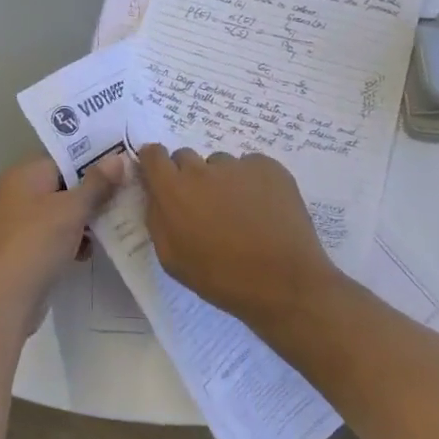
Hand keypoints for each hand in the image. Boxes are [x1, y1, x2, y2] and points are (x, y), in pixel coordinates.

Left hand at [0, 153, 121, 331]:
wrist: (9, 296)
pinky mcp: (28, 247)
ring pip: (63, 211)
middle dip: (94, 193)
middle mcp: (20, 191)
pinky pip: (57, 234)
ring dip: (86, 219)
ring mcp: (22, 221)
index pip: (65, 158)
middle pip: (65, 184)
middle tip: (126, 196)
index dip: (94, 162)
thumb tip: (119, 158)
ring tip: (115, 224)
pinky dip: (74, 239)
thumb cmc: (39, 241)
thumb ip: (97, 183)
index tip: (123, 167)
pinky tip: (90, 251)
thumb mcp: (72, 208)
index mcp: (25, 173)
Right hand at [133, 144, 336, 330]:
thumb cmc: (222, 278)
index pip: (153, 154)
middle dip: (189, 176)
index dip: (156, 164)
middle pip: (185, 157)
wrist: (285, 284)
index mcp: (173, 190)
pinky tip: (263, 210)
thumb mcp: (172, 259)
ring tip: (241, 212)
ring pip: (220, 164)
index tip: (163, 179)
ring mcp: (237, 164)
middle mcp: (201, 169)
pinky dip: (252, 182)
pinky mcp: (268, 166)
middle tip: (205, 206)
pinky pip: (250, 166)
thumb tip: (155, 193)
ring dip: (222, 181)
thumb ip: (156, 218)